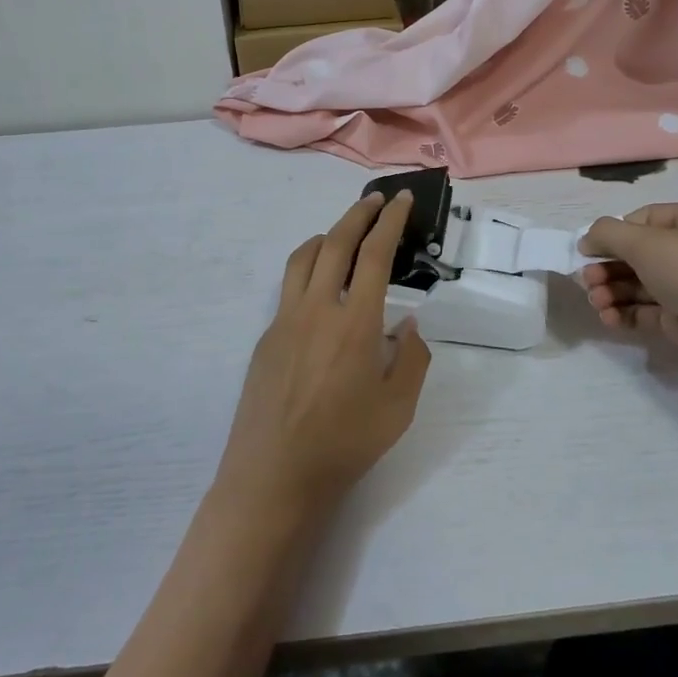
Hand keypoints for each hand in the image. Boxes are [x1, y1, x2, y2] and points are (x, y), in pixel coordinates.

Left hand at [214, 191, 432, 523]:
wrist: (274, 475)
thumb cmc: (344, 445)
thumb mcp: (398, 408)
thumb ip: (411, 358)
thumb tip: (406, 324)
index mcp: (354, 323)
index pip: (374, 255)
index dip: (389, 222)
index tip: (401, 201)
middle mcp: (316, 309)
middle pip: (335, 243)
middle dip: (358, 214)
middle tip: (376, 201)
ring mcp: (284, 320)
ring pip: (302, 258)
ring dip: (326, 236)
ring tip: (343, 234)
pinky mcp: (266, 337)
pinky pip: (288, 287)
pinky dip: (308, 269)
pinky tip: (320, 290)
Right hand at [578, 200, 677, 399]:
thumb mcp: (649, 243)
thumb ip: (609, 234)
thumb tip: (589, 238)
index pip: (644, 219)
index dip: (612, 234)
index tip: (585, 253)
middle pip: (641, 254)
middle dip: (608, 267)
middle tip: (587, 284)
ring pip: (643, 284)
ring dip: (613, 292)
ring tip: (597, 305)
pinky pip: (652, 312)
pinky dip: (629, 314)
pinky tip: (611, 320)